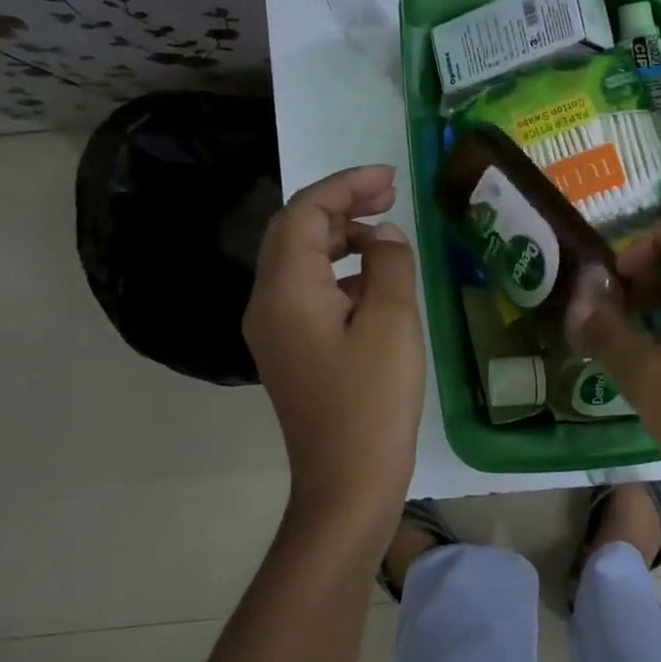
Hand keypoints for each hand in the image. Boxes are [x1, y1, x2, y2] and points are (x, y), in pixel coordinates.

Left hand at [244, 166, 424, 549]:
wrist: (347, 483)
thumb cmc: (372, 401)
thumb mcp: (392, 322)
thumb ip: (389, 265)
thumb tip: (383, 237)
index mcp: (287, 290)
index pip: (305, 213)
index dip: (345, 186)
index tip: (389, 178)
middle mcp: (267, 304)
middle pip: (296, 233)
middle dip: (341, 207)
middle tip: (390, 196)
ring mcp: (274, 330)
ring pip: (301, 262)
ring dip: (341, 239)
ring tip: (386, 236)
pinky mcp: (290, 351)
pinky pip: (309, 293)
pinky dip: (340, 274)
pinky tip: (376, 284)